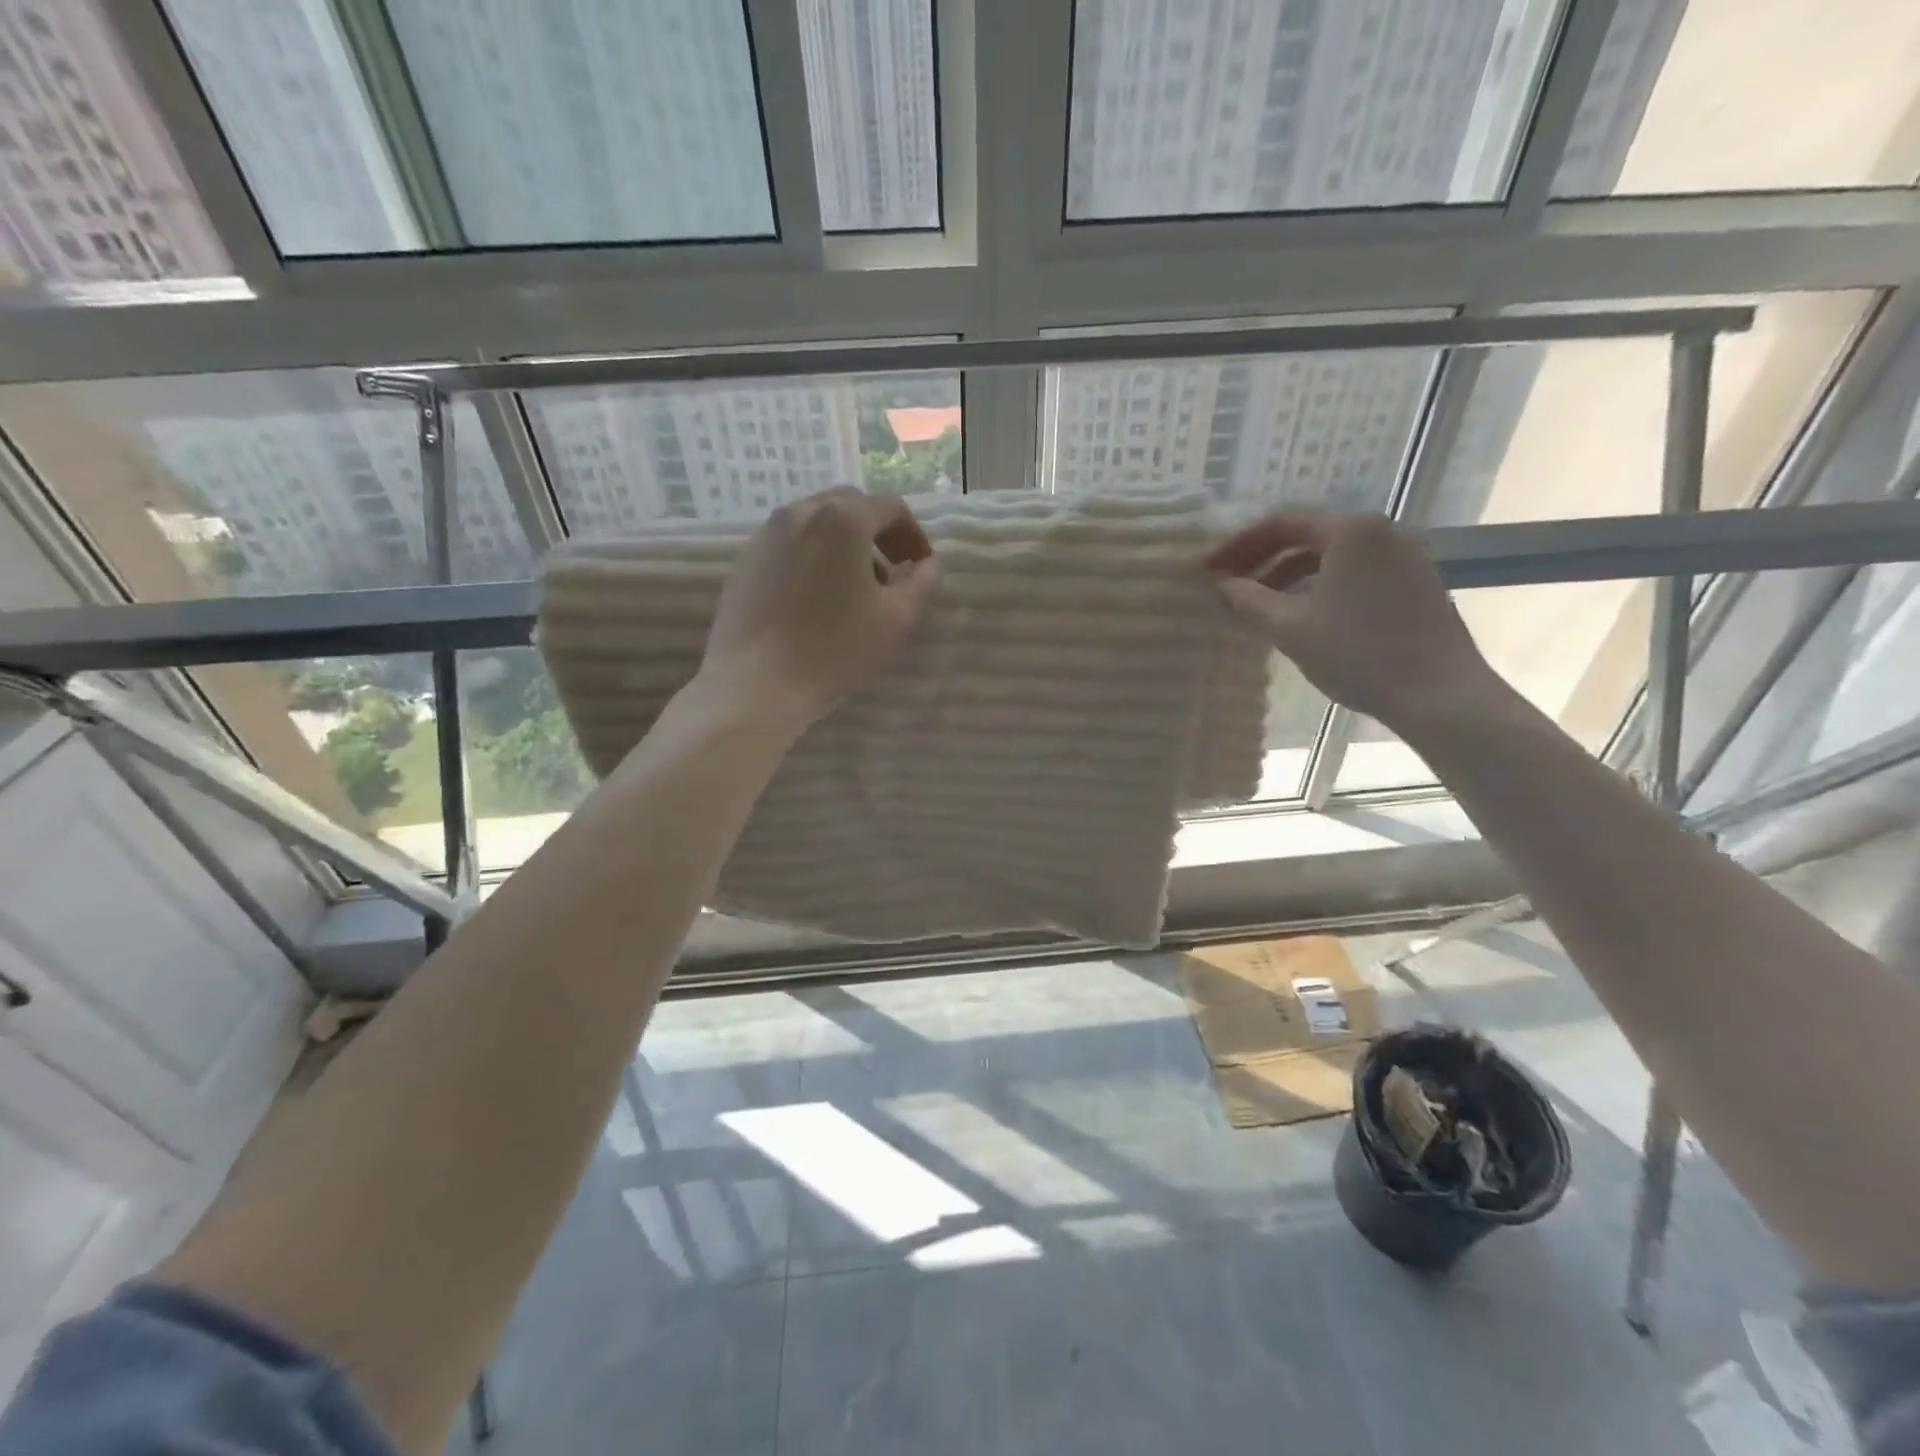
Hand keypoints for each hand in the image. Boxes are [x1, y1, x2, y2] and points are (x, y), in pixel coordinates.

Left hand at [701, 489, 941, 727]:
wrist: (755, 685)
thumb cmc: (834, 650)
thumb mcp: (895, 620)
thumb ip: (922, 584)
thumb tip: (929, 564)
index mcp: (842, 519)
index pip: (890, 508)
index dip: (914, 535)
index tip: (921, 567)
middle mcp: (800, 512)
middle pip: (850, 507)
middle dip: (877, 534)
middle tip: (891, 574)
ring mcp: (765, 535)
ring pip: (816, 524)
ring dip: (843, 545)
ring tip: (852, 590)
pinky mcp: (744, 561)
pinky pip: (788, 546)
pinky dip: (812, 558)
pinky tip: (815, 601)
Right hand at [1207, 512, 1498, 730]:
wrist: (1438, 693)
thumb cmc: (1357, 653)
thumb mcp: (1290, 627)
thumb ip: (1248, 600)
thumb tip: (1220, 585)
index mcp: (1350, 531)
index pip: (1281, 524)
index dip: (1239, 546)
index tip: (1210, 569)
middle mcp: (1380, 532)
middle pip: (1307, 537)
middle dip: (1263, 561)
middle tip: (1230, 586)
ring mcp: (1403, 558)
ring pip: (1331, 558)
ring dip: (1289, 576)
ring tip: (1260, 606)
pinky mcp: (1415, 585)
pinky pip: (1354, 574)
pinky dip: (1320, 587)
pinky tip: (1303, 617)